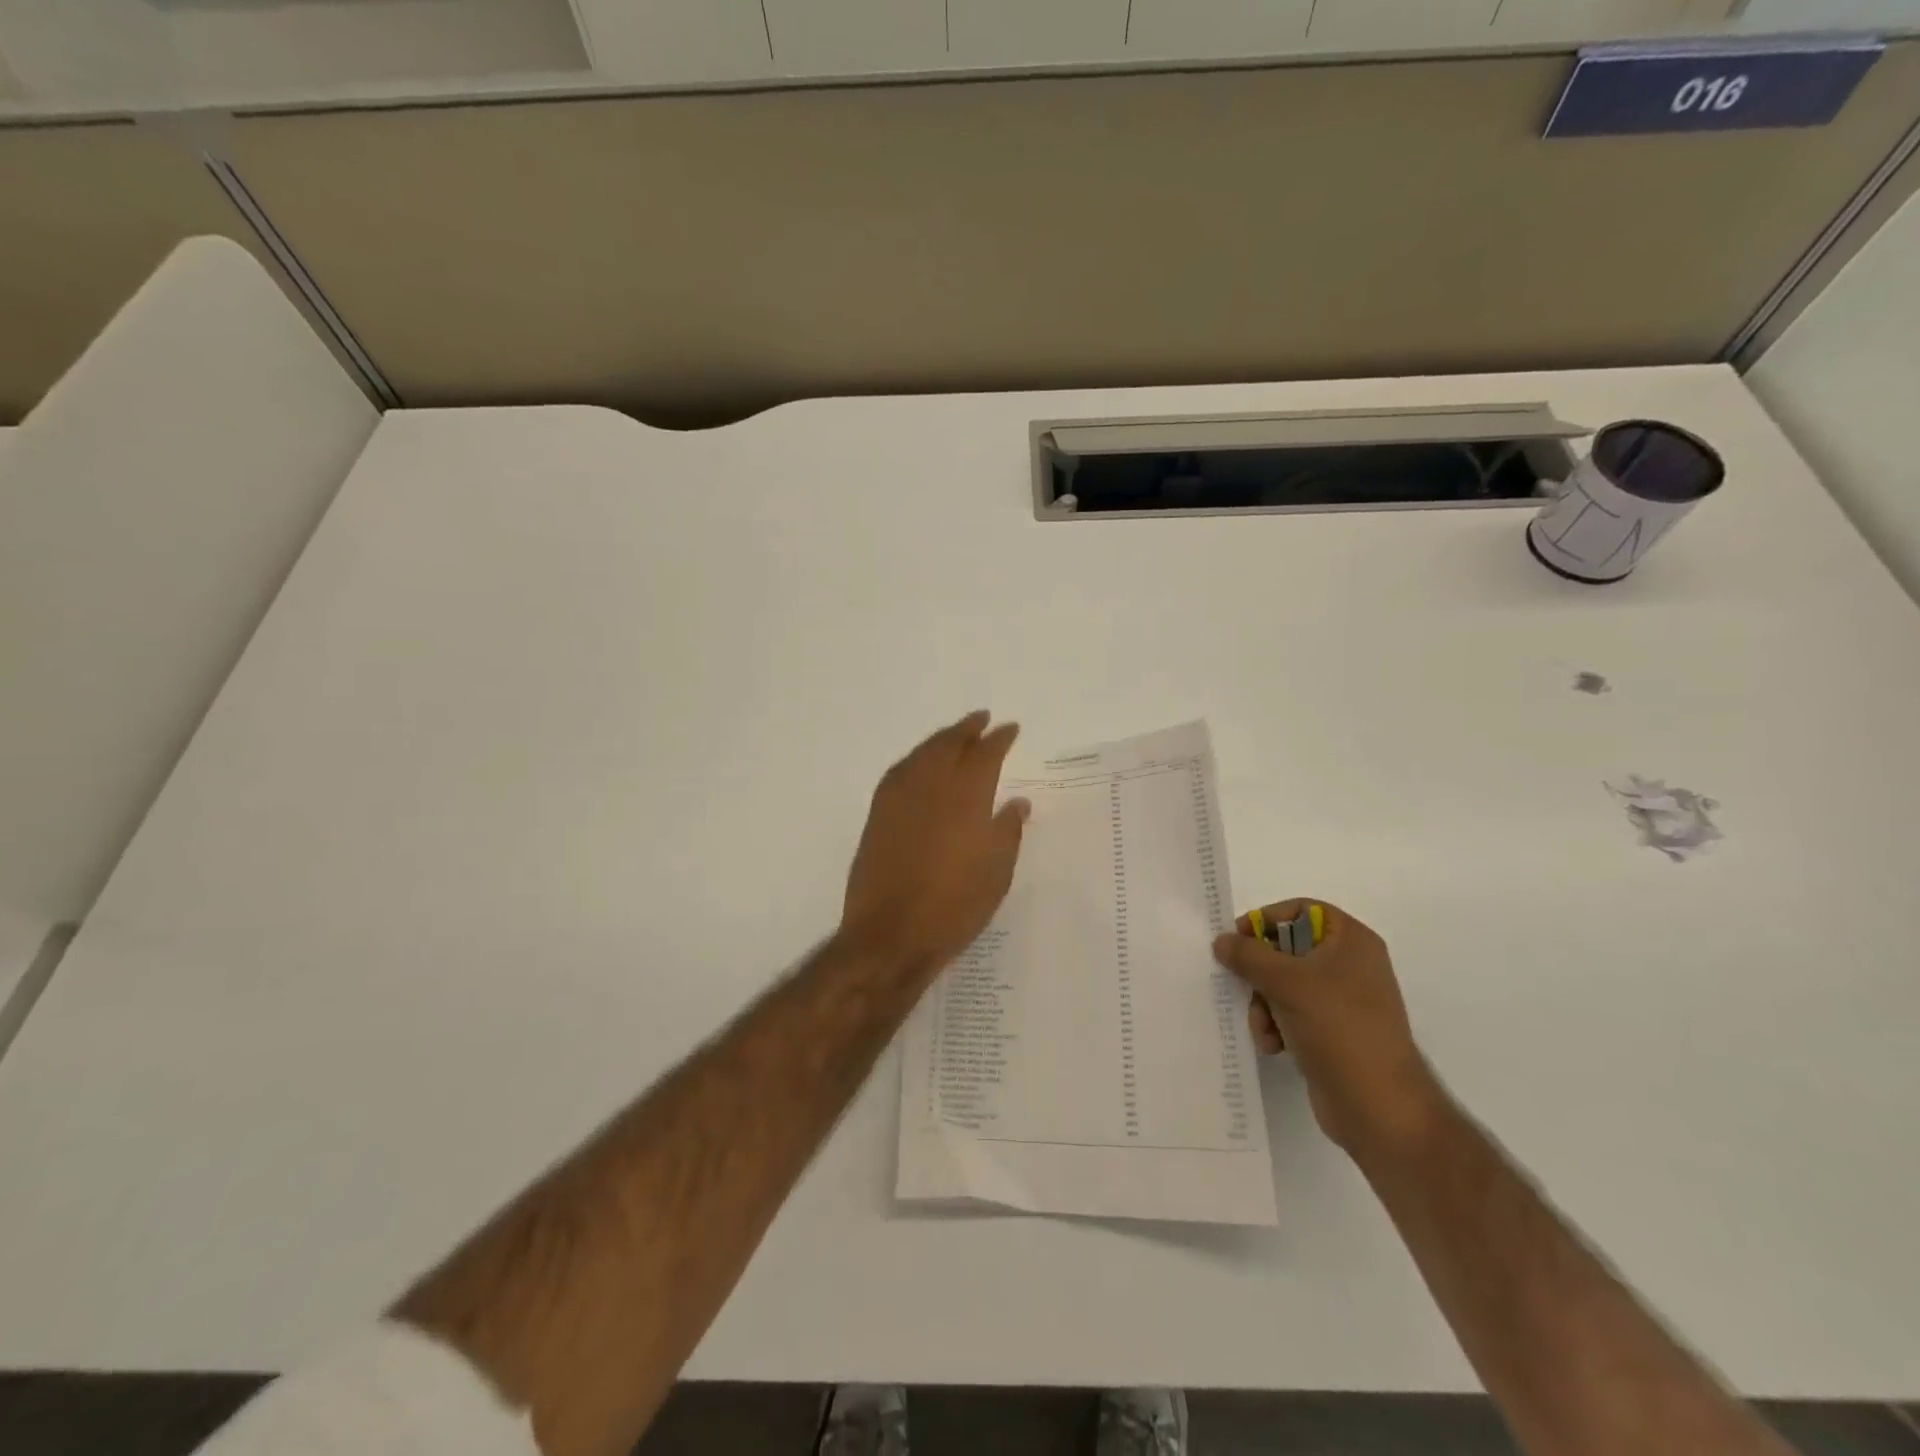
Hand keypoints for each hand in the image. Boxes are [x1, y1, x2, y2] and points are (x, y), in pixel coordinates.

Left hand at [841, 711, 1030, 975]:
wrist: (891, 934)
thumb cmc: (954, 907)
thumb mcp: (996, 874)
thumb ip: (1008, 832)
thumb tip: (1017, 803)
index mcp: (966, 798)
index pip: (985, 755)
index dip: (999, 739)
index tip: (1010, 729)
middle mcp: (931, 787)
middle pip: (949, 745)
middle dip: (967, 729)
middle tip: (981, 719)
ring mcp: (900, 799)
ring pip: (921, 754)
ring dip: (940, 739)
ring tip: (953, 735)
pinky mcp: (878, 814)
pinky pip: (899, 771)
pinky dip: (914, 759)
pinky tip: (919, 763)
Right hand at [1212, 899, 1443, 1159]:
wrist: (1378, 1106)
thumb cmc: (1338, 1028)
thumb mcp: (1286, 982)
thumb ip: (1248, 955)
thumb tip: (1222, 941)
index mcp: (1351, 941)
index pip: (1301, 910)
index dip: (1268, 919)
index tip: (1239, 939)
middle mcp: (1350, 965)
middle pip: (1286, 949)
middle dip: (1260, 973)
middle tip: (1245, 986)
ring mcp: (1343, 1000)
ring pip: (1283, 984)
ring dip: (1264, 1004)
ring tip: (1264, 1029)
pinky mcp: (1333, 1032)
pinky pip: (1292, 1013)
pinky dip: (1276, 1024)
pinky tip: (1273, 1045)